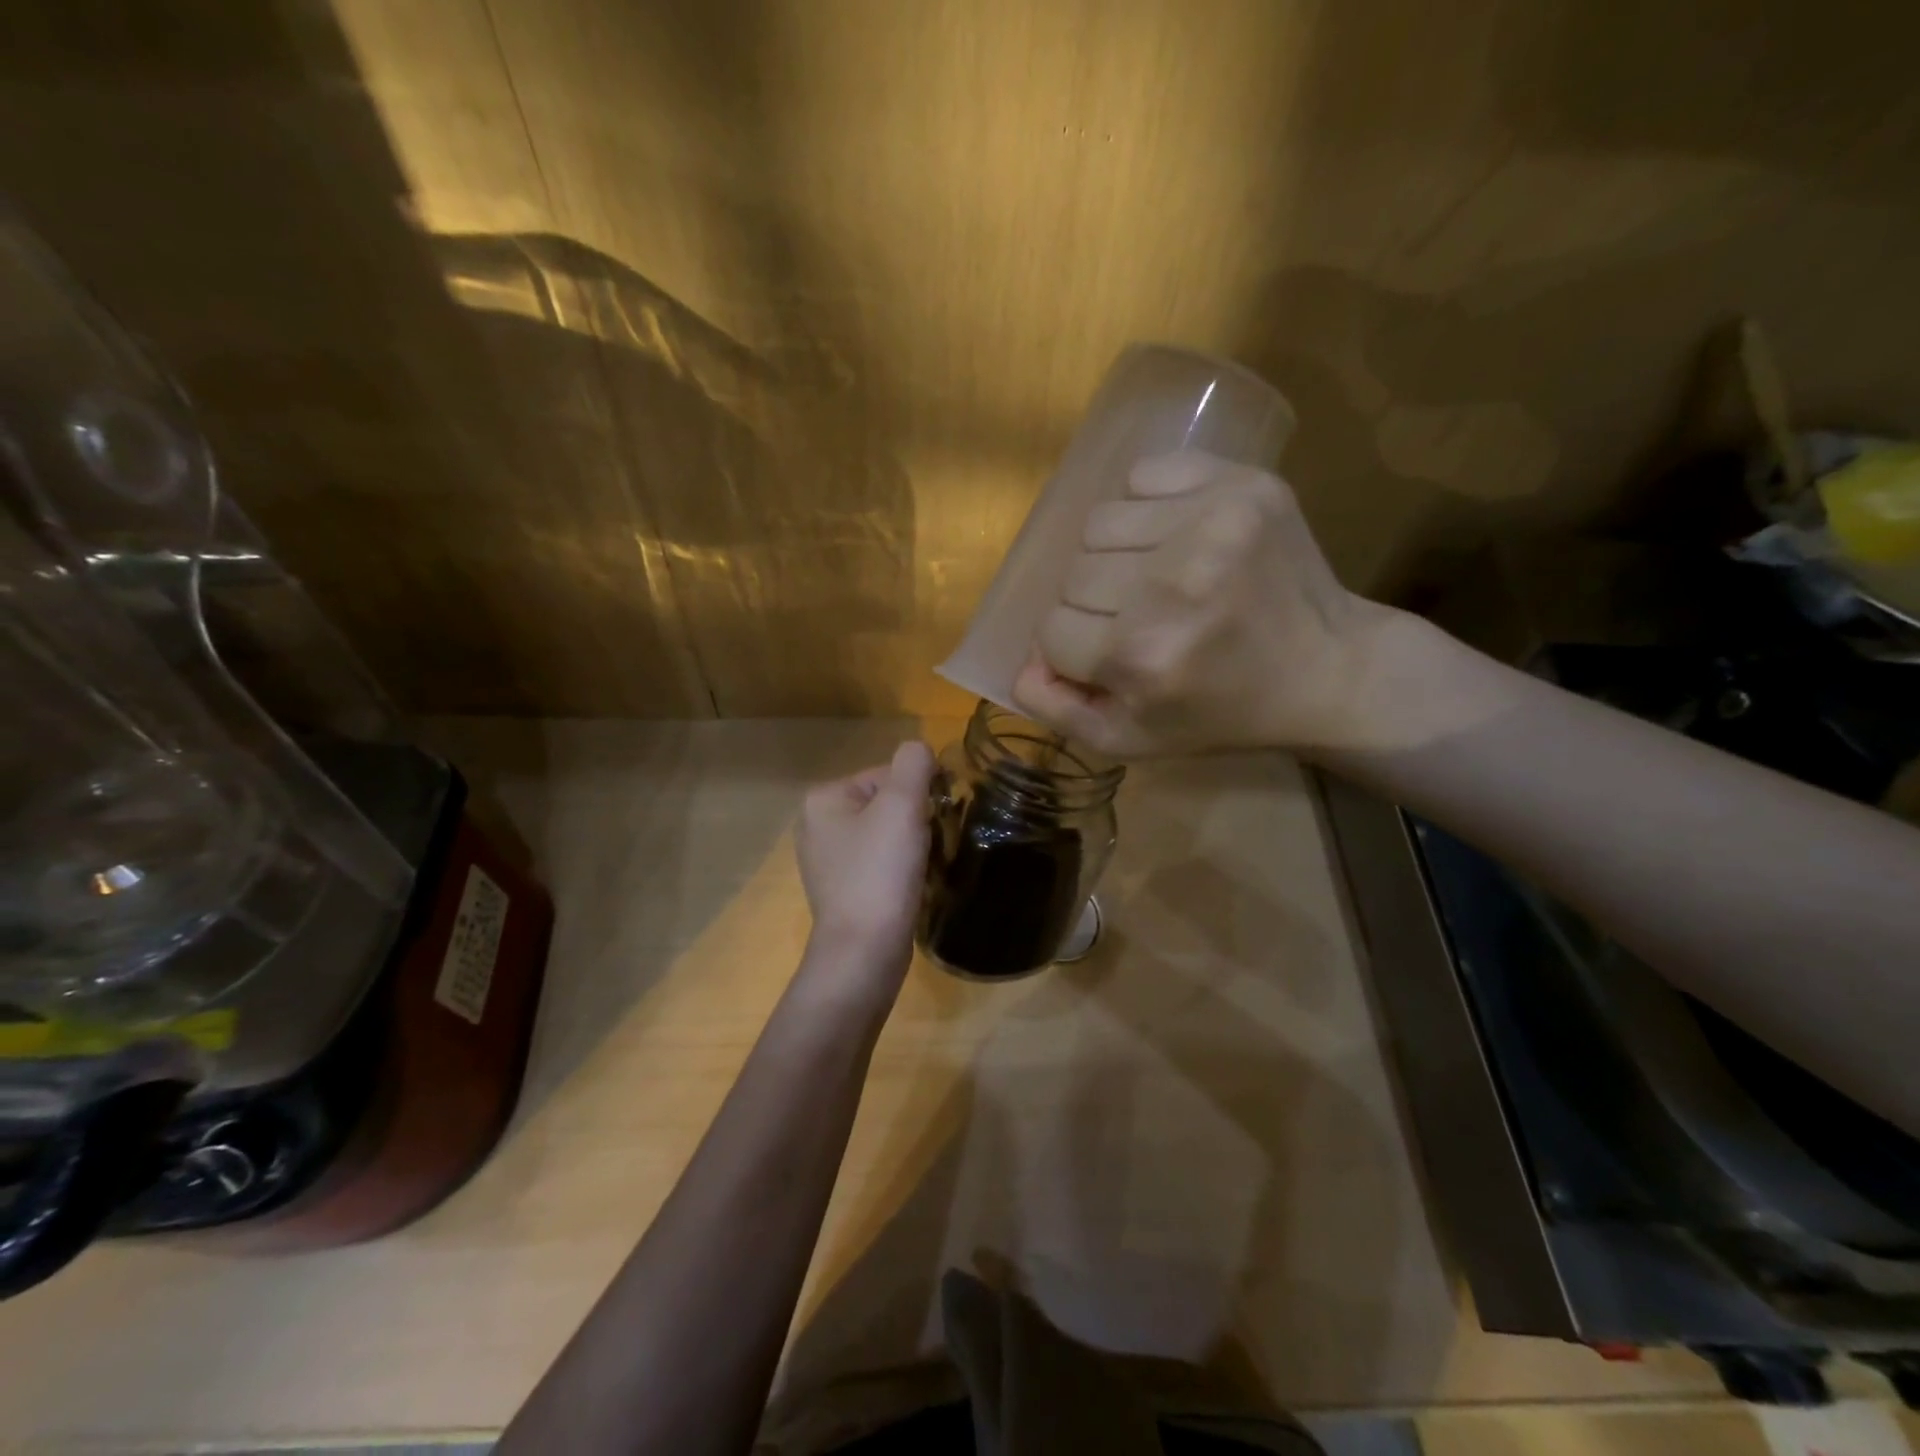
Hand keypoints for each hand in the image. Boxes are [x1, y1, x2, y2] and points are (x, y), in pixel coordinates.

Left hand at [796, 741, 936, 984]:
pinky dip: (900, 869)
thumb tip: (921, 752)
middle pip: (886, 804)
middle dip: (915, 820)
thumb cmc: (880, 872)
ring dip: (912, 845)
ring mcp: (827, 861)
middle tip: (928, 846)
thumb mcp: (902, 804)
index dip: (918, 793)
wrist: (864, 952)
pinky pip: (880, 863)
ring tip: (922, 867)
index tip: (933, 820)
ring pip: (886, 834)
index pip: (886, 775)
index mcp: (823, 799)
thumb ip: (914, 763)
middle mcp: (817, 825)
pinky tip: (910, 886)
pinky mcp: (842, 890)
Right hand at [1012, 449, 1404, 757]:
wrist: (1326, 670)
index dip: (1073, 647)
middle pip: (1072, 576)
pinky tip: (1175, 536)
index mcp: (1142, 657)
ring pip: (1098, 524)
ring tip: (1155, 576)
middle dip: (1093, 604)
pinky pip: (1143, 475)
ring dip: (1113, 554)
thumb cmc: (1221, 713)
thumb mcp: (1132, 739)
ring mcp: (1211, 525)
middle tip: (1138, 619)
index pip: (1051, 631)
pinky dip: (1145, 506)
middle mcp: (1171, 586)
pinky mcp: (1241, 484)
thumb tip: (1021, 663)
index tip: (1110, 655)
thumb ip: (1058, 710)